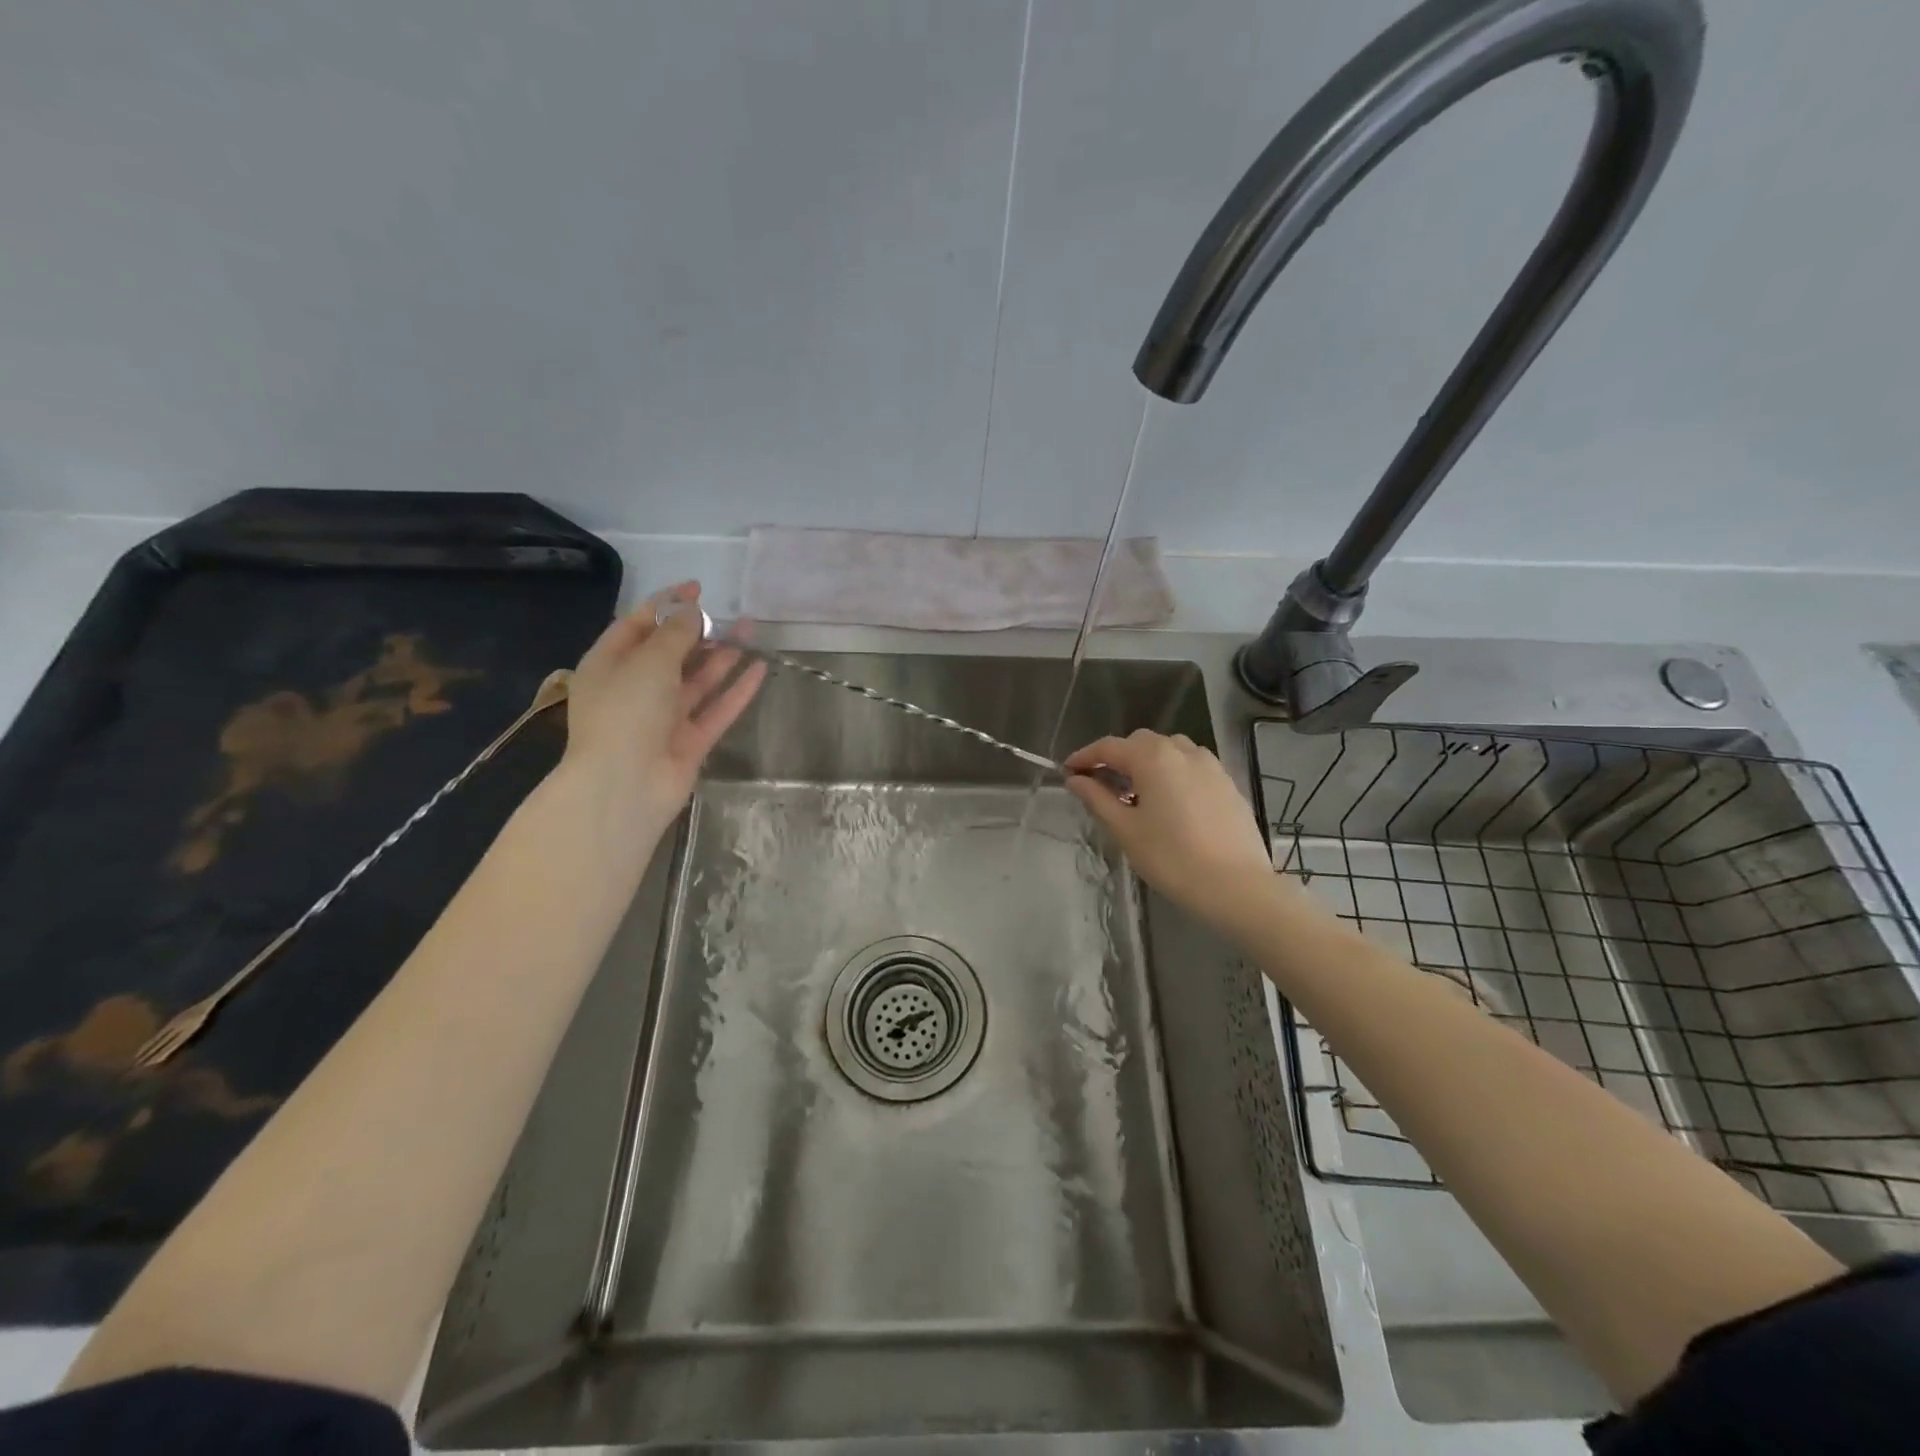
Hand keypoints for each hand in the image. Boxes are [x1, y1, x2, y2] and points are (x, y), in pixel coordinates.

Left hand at [560, 581, 765, 822]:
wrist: (625, 786)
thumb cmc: (626, 712)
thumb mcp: (648, 662)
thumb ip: (675, 634)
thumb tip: (692, 612)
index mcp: (608, 666)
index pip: (635, 626)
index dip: (665, 605)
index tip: (697, 587)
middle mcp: (634, 690)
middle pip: (670, 654)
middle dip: (698, 632)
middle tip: (729, 614)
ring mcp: (663, 719)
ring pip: (697, 681)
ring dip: (722, 656)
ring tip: (751, 631)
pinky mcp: (689, 742)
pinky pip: (716, 710)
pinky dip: (736, 690)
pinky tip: (759, 669)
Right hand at [1063, 730, 1282, 933]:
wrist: (1236, 887)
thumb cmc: (1172, 859)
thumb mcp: (1125, 830)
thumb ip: (1097, 799)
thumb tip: (1075, 780)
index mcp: (1153, 758)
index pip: (1109, 747)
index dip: (1084, 757)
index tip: (1067, 771)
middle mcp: (1182, 751)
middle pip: (1140, 742)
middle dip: (1116, 757)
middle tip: (1098, 783)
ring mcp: (1210, 765)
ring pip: (1169, 750)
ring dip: (1146, 762)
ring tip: (1135, 791)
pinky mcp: (1227, 783)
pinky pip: (1191, 765)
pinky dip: (1171, 772)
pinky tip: (1168, 801)